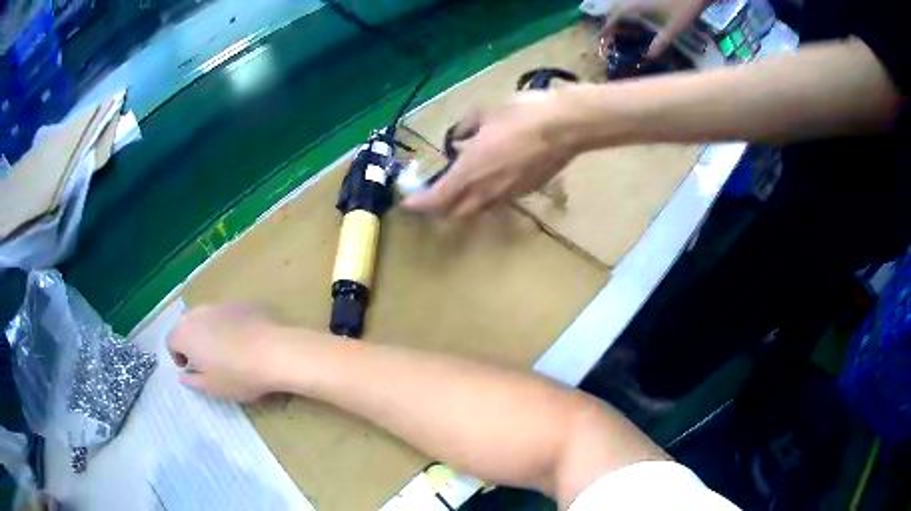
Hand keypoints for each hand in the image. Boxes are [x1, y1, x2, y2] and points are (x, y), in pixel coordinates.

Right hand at [167, 303, 293, 401]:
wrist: (275, 351)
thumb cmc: (238, 375)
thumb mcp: (212, 387)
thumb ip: (193, 381)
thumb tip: (183, 376)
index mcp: (185, 333)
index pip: (171, 341)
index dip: (177, 356)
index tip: (189, 369)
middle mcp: (199, 312)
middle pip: (188, 325)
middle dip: (193, 341)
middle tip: (207, 360)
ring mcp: (222, 304)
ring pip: (209, 317)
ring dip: (212, 331)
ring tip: (228, 351)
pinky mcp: (244, 302)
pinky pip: (231, 314)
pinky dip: (232, 325)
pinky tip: (248, 341)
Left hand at [402, 91, 578, 217]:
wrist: (565, 127)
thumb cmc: (521, 116)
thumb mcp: (485, 113)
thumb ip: (466, 128)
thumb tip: (459, 137)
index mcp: (469, 172)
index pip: (436, 199)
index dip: (418, 204)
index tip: (407, 203)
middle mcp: (486, 191)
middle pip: (455, 213)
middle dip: (439, 209)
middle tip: (431, 197)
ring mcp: (508, 195)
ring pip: (477, 209)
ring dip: (463, 204)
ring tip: (460, 189)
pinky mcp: (527, 192)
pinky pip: (499, 200)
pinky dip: (487, 195)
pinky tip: (492, 179)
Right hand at [599, 0, 708, 57]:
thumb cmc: (686, 7)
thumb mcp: (676, 27)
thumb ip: (662, 41)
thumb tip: (649, 57)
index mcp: (638, 5)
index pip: (616, 16)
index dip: (607, 27)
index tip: (600, 38)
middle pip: (618, 9)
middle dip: (611, 21)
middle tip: (609, 35)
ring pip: (626, 5)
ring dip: (620, 16)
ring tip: (621, 28)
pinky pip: (635, 4)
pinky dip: (631, 12)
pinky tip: (638, 20)